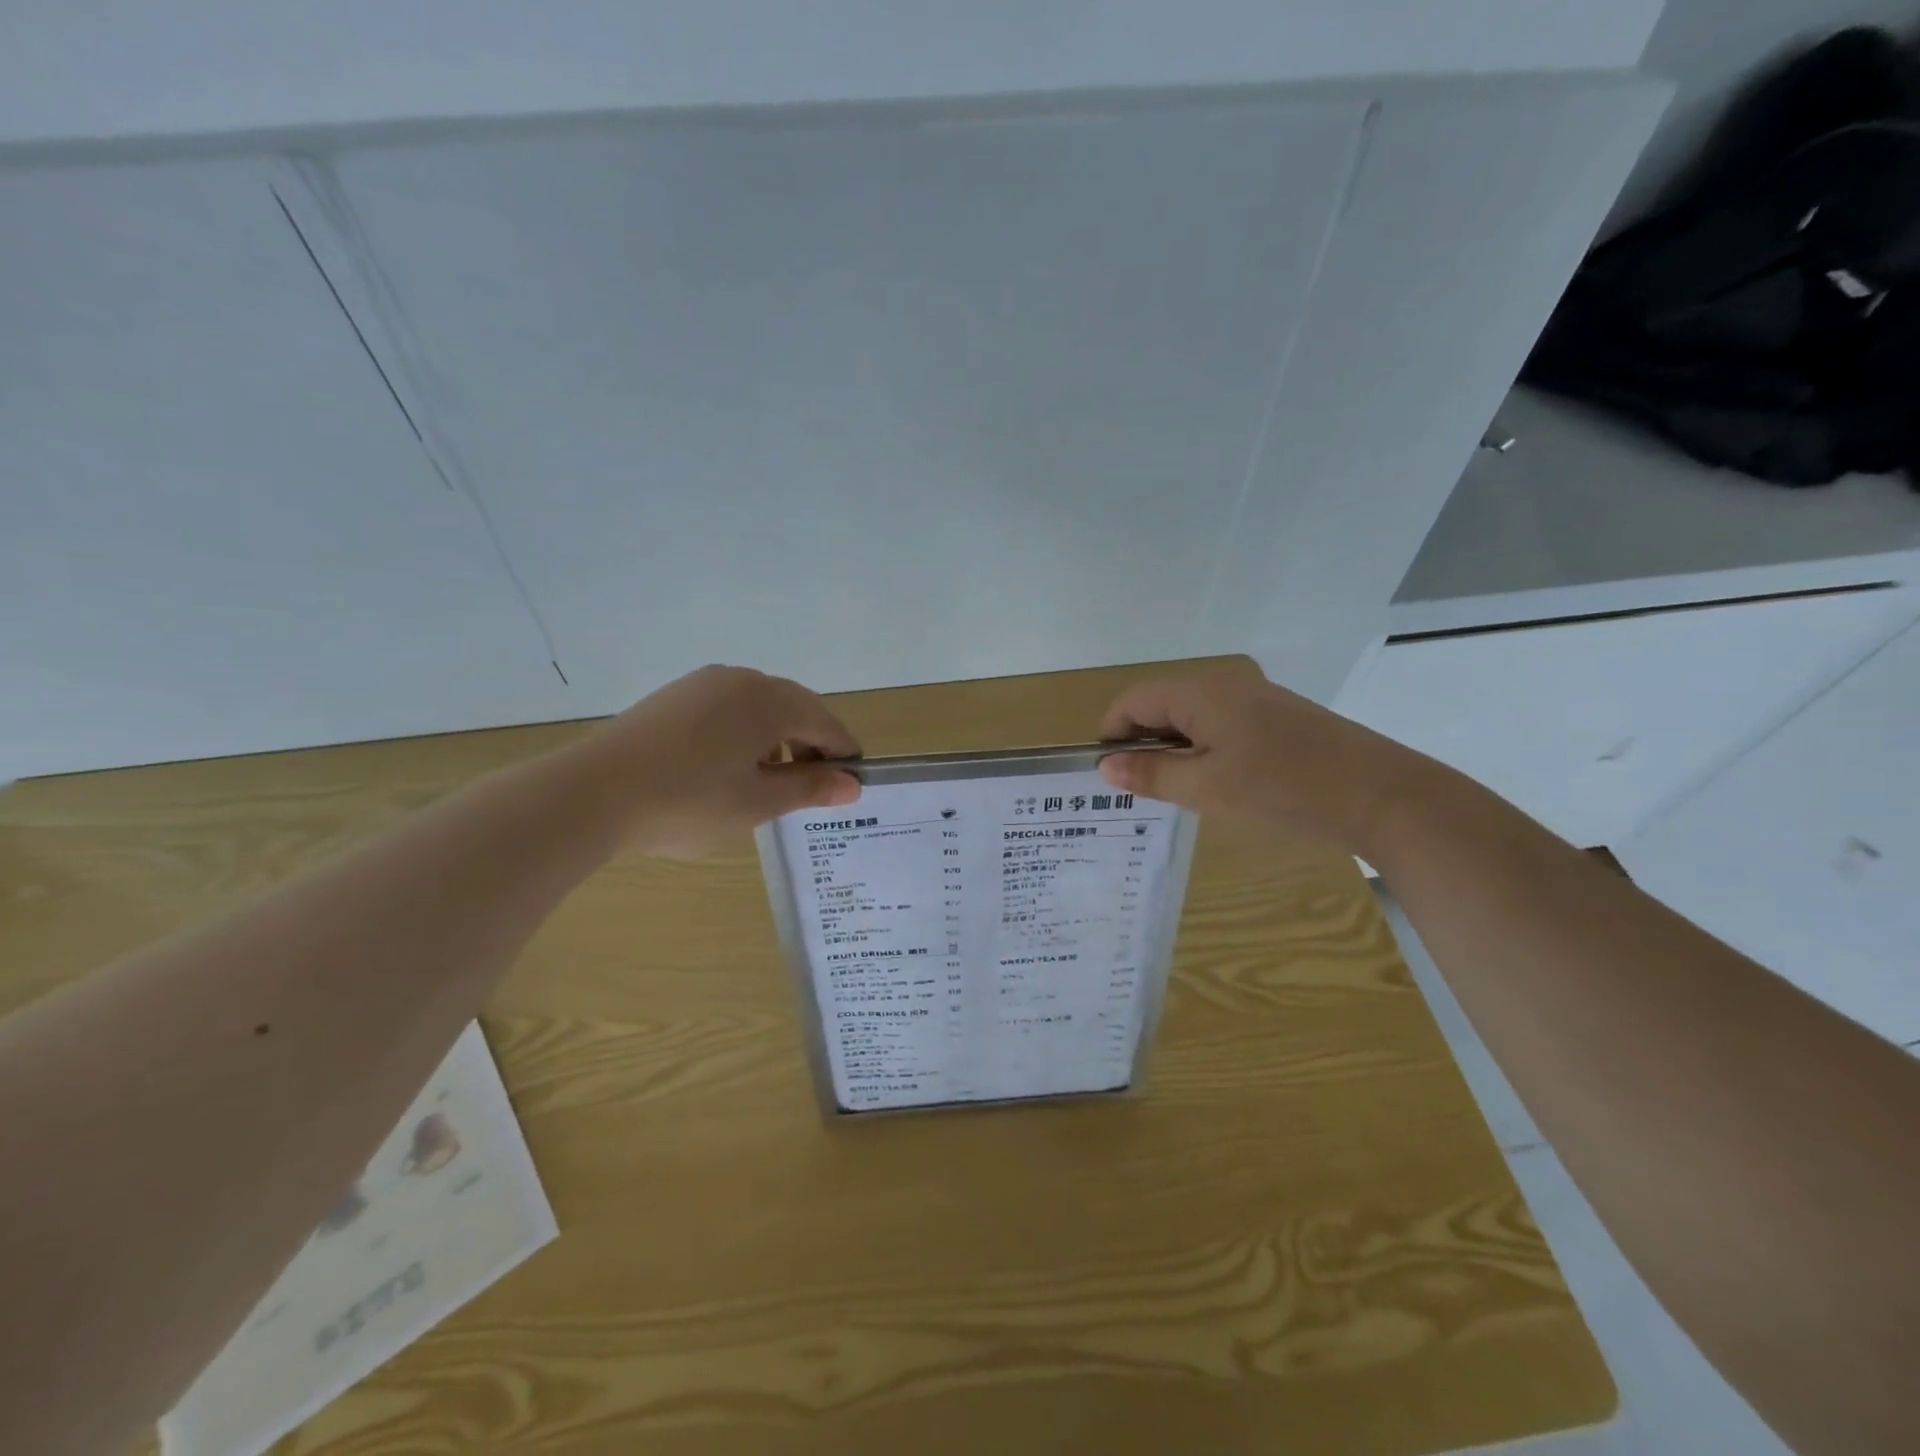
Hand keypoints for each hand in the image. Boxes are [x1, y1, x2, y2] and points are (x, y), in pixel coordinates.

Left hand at [577, 665, 862, 857]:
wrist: (591, 794)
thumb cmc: (688, 801)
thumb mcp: (758, 803)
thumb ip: (810, 789)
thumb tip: (852, 784)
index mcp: (770, 700)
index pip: (825, 723)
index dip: (843, 754)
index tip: (852, 785)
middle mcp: (741, 679)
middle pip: (794, 708)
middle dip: (810, 745)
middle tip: (813, 788)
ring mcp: (703, 684)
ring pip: (760, 707)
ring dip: (777, 740)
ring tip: (770, 782)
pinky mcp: (674, 697)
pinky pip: (727, 709)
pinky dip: (744, 734)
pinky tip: (728, 768)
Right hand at [1097, 668, 1423, 854]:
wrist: (1382, 796)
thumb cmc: (1282, 791)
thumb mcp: (1206, 789)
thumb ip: (1151, 775)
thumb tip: (1105, 767)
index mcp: (1200, 692)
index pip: (1132, 701)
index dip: (1111, 735)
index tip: (1108, 775)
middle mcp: (1223, 684)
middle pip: (1160, 704)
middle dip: (1142, 744)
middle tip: (1140, 791)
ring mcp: (1254, 698)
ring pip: (1191, 716)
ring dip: (1173, 749)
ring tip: (1177, 792)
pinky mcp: (1277, 717)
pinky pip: (1220, 724)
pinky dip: (1204, 749)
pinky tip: (1217, 783)